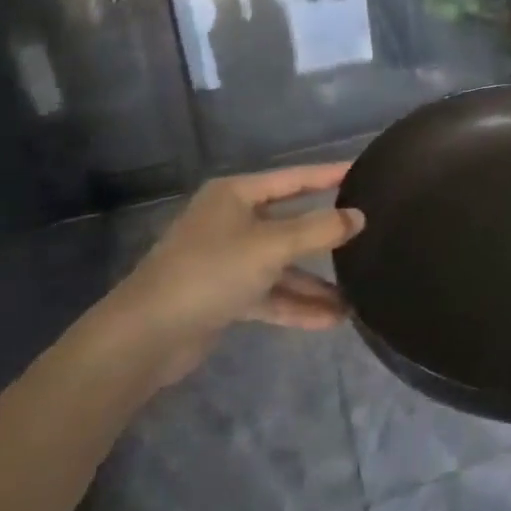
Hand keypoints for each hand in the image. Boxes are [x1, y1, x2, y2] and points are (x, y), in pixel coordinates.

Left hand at [103, 164, 363, 384]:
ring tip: (358, 294)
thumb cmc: (208, 272)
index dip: (329, 175)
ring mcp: (227, 261)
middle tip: (368, 232)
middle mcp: (232, 222)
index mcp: (236, 196)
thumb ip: (319, 230)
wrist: (143, 339)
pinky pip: (270, 294)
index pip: (294, 178)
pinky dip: (297, 305)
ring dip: (315, 281)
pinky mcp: (224, 297)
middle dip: (326, 236)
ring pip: (283, 264)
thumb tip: (359, 217)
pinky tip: (332, 319)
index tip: (365, 171)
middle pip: (290, 223)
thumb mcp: (271, 246)